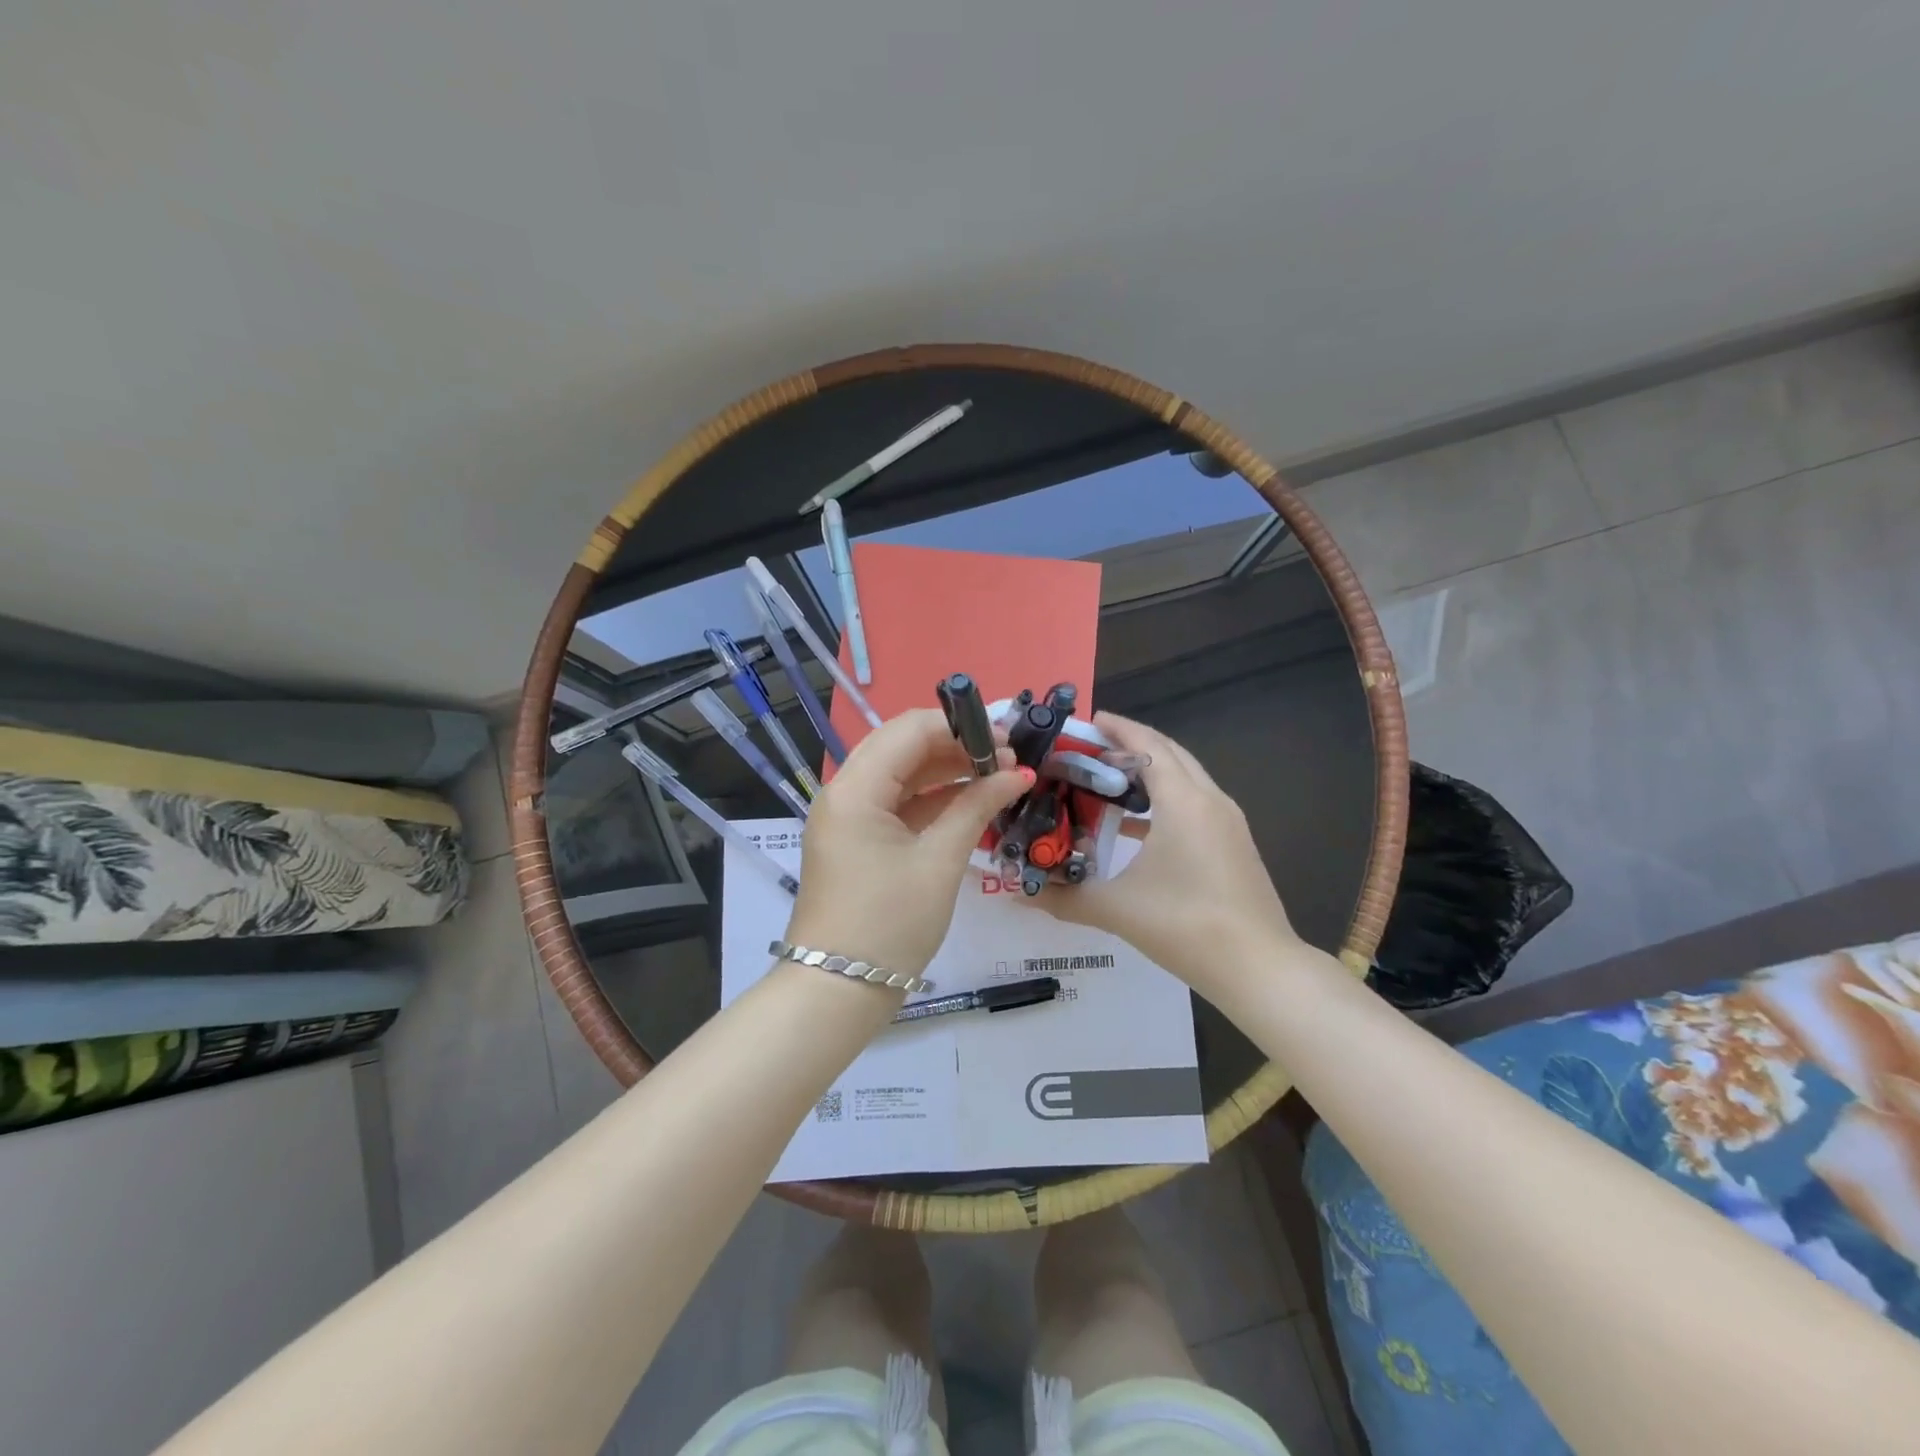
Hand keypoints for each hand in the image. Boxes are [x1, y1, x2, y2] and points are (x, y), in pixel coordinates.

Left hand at [785, 708, 1030, 979]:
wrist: (838, 992)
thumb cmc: (890, 925)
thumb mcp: (939, 862)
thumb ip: (976, 807)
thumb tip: (1017, 773)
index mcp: (854, 789)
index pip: (908, 730)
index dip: (960, 727)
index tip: (1007, 740)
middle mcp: (844, 792)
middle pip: (903, 747)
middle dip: (956, 746)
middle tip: (1007, 759)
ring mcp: (848, 817)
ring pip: (901, 774)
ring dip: (946, 771)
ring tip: (997, 777)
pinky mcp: (856, 840)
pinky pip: (896, 804)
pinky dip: (932, 799)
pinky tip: (972, 801)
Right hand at [1037, 712, 1297, 992]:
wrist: (1258, 968)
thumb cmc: (1185, 925)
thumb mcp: (1117, 909)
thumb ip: (1065, 897)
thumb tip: (1019, 895)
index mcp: (1183, 801)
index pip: (1148, 746)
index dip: (1118, 729)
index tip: (1088, 720)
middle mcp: (1210, 800)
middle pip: (1169, 754)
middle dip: (1132, 745)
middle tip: (1090, 750)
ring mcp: (1228, 823)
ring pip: (1186, 779)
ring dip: (1150, 773)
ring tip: (1107, 781)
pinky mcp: (1234, 845)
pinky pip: (1195, 804)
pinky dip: (1165, 800)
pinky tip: (1136, 826)